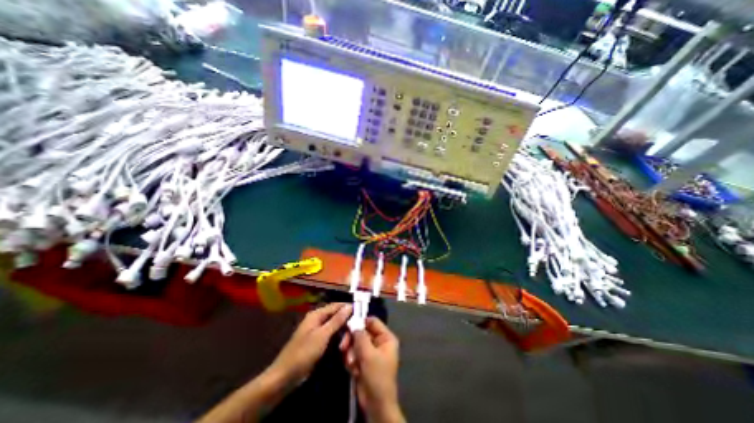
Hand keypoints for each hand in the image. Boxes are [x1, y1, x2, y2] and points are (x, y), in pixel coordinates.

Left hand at [268, 302, 353, 385]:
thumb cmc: (303, 353)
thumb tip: (349, 305)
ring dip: (342, 333)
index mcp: (316, 314)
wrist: (284, 376)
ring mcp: (317, 331)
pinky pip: (331, 336)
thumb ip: (336, 320)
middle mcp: (317, 320)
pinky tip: (343, 346)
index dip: (348, 308)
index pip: (336, 306)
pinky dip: (337, 339)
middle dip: (345, 324)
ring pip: (335, 327)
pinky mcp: (317, 341)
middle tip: (354, 334)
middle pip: (336, 316)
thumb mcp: (322, 335)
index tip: (361, 314)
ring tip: (348, 343)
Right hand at [339, 315, 402, 421]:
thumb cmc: (377, 376)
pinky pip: (354, 354)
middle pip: (362, 332)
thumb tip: (354, 323)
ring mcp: (370, 352)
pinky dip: (351, 360)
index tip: (348, 325)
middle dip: (353, 341)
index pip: (372, 322)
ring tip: (351, 363)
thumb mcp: (369, 354)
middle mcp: (379, 342)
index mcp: (386, 338)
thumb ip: (361, 337)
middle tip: (343, 347)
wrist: (376, 405)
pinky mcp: (363, 361)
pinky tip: (352, 370)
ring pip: (356, 343)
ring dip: (351, 353)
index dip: (361, 322)